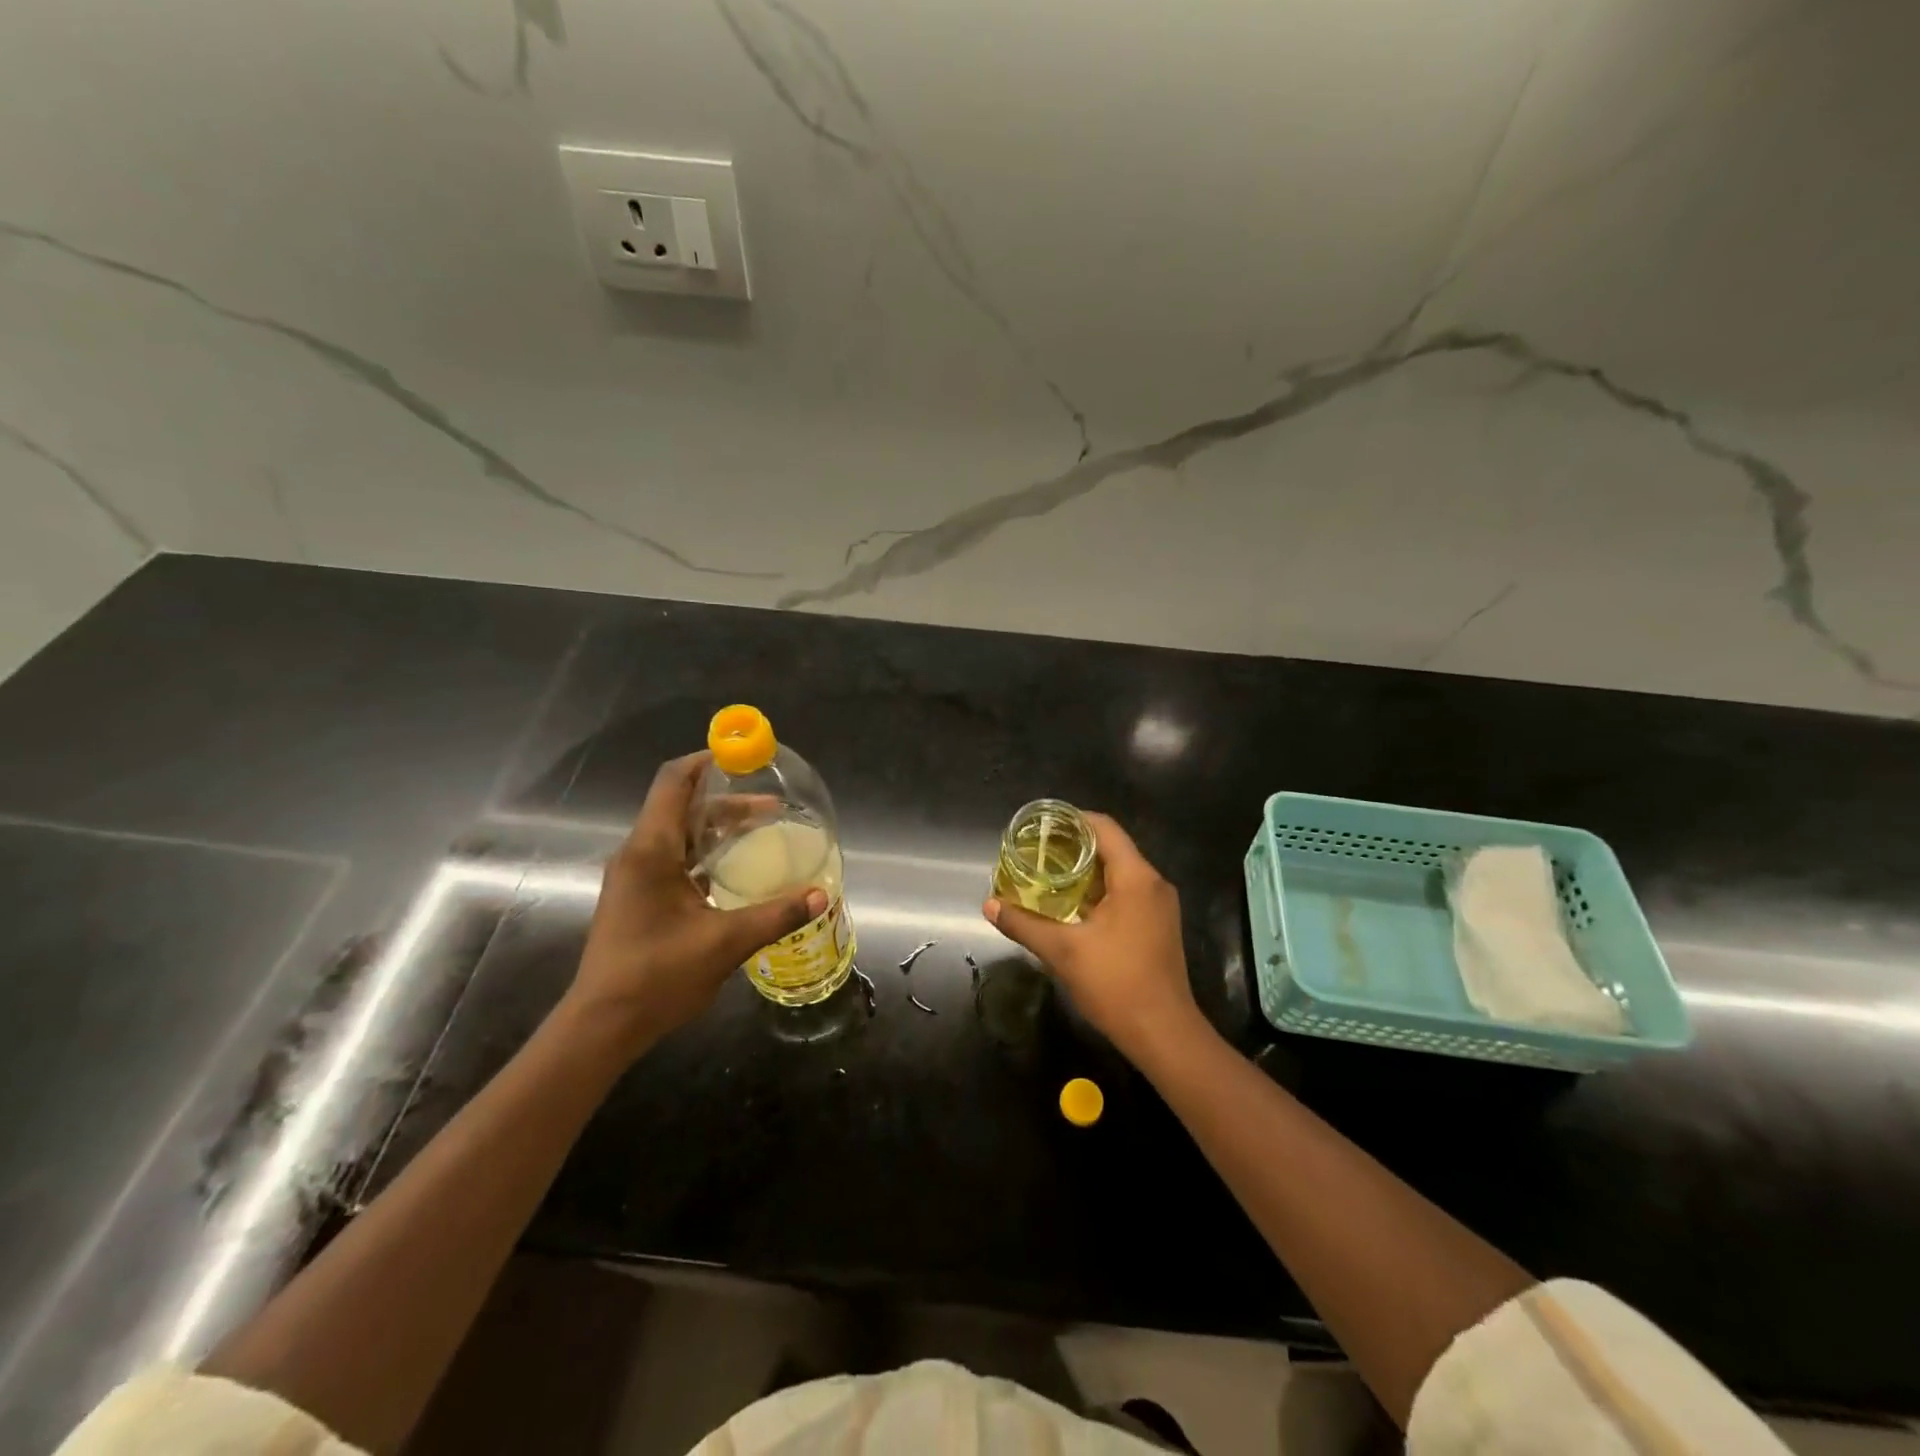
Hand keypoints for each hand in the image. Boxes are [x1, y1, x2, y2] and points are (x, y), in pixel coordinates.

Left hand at [567, 753, 825, 1054]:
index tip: (743, 756)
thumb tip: (822, 895)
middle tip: (773, 806)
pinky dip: (707, 852)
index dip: (706, 761)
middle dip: (728, 800)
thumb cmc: (656, 976)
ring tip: (762, 830)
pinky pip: (676, 858)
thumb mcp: (724, 943)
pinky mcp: (640, 897)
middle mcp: (639, 854)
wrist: (602, 1025)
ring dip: (719, 827)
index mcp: (651, 851)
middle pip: (683, 806)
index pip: (674, 782)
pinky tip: (737, 869)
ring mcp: (636, 876)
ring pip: (681, 833)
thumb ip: (775, 915)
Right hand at [983, 813, 1203, 1067]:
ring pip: (1120, 872)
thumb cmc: (1116, 984)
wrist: (1164, 1034)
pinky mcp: (1159, 925)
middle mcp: (1153, 883)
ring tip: (1047, 875)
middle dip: (1073, 846)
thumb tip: (990, 905)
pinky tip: (1072, 906)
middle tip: (1036, 851)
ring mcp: (1160, 906)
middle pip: (1112, 848)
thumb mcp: (1062, 951)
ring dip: (1086, 871)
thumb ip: (1024, 924)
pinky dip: (1099, 891)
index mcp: (1135, 878)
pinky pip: (1127, 893)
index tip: (1041, 825)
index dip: (1072, 819)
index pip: (1103, 828)